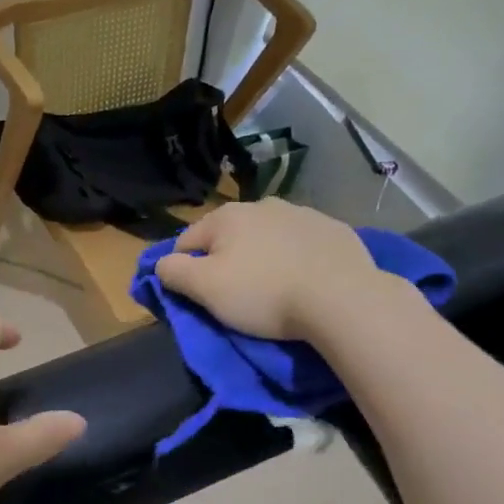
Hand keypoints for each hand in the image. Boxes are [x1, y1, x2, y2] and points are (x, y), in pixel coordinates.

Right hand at [156, 199, 416, 341]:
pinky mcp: (334, 230)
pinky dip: (296, 259)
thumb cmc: (264, 293)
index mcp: (226, 216)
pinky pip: (302, 245)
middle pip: (228, 237)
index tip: (197, 297)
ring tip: (273, 290)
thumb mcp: (206, 289)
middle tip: (235, 296)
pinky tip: (305, 282)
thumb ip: (174, 272)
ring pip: (267, 237)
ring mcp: (302, 214)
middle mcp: (262, 205)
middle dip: (226, 261)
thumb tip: (161, 264)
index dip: (184, 270)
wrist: (343, 298)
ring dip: (262, 257)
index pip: (186, 242)